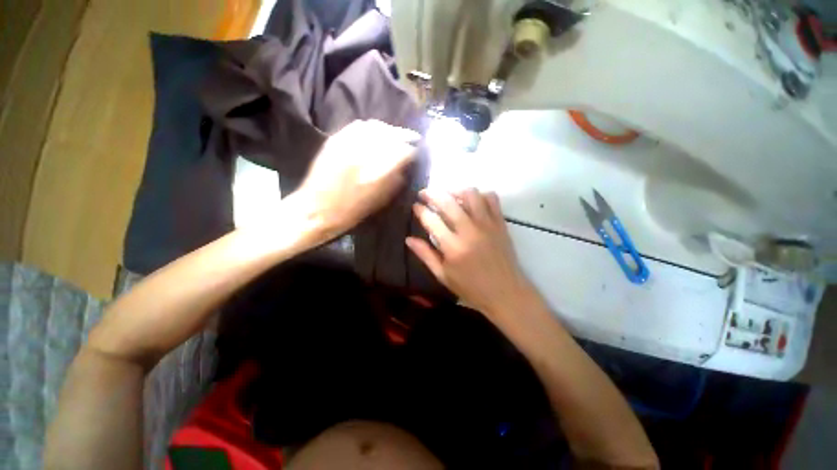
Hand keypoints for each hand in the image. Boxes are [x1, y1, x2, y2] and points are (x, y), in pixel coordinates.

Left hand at [297, 120, 418, 237]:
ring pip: (376, 126)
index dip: (413, 150)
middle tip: (412, 138)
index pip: (403, 151)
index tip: (417, 152)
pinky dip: (371, 127)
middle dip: (404, 135)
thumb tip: (405, 166)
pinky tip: (376, 132)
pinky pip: (358, 126)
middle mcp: (365, 152)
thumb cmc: (352, 211)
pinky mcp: (336, 139)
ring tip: (395, 135)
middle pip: (391, 134)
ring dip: (389, 130)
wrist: (317, 209)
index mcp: (378, 171)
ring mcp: (348, 143)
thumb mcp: (380, 200)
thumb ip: (396, 180)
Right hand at [407, 188, 537, 320]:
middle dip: (432, 194)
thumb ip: (425, 255)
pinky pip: (491, 198)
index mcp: (453, 247)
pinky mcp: (500, 223)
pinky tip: (471, 201)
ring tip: (447, 195)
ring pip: (470, 194)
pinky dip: (480, 195)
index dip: (420, 210)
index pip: (432, 220)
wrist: (505, 293)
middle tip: (424, 194)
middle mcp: (469, 231)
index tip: (415, 206)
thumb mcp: (443, 275)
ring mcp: (487, 224)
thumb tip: (408, 239)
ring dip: (455, 190)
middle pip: (448, 202)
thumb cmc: (471, 287)